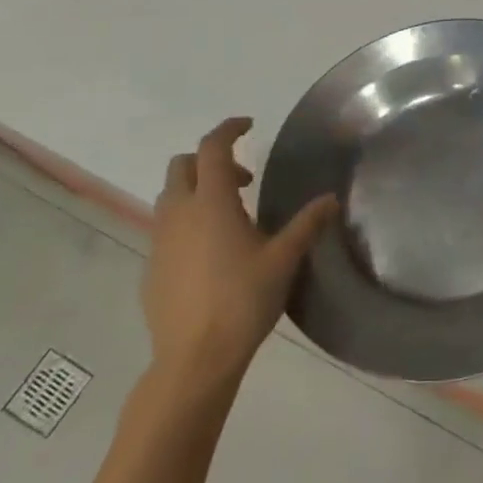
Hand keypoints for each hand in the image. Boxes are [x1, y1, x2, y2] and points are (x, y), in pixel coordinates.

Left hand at [147, 117, 337, 394]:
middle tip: (244, 180)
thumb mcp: (284, 258)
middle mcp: (178, 214)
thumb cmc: (243, 300)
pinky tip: (212, 252)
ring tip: (230, 216)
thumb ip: (307, 223)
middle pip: (183, 166)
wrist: (194, 357)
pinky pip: (166, 228)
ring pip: (170, 196)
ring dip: (196, 190)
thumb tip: (332, 198)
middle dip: (211, 161)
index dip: (229, 129)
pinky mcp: (151, 267)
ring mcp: (159, 241)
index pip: (212, 148)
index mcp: (210, 203)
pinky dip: (186, 221)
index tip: (249, 124)